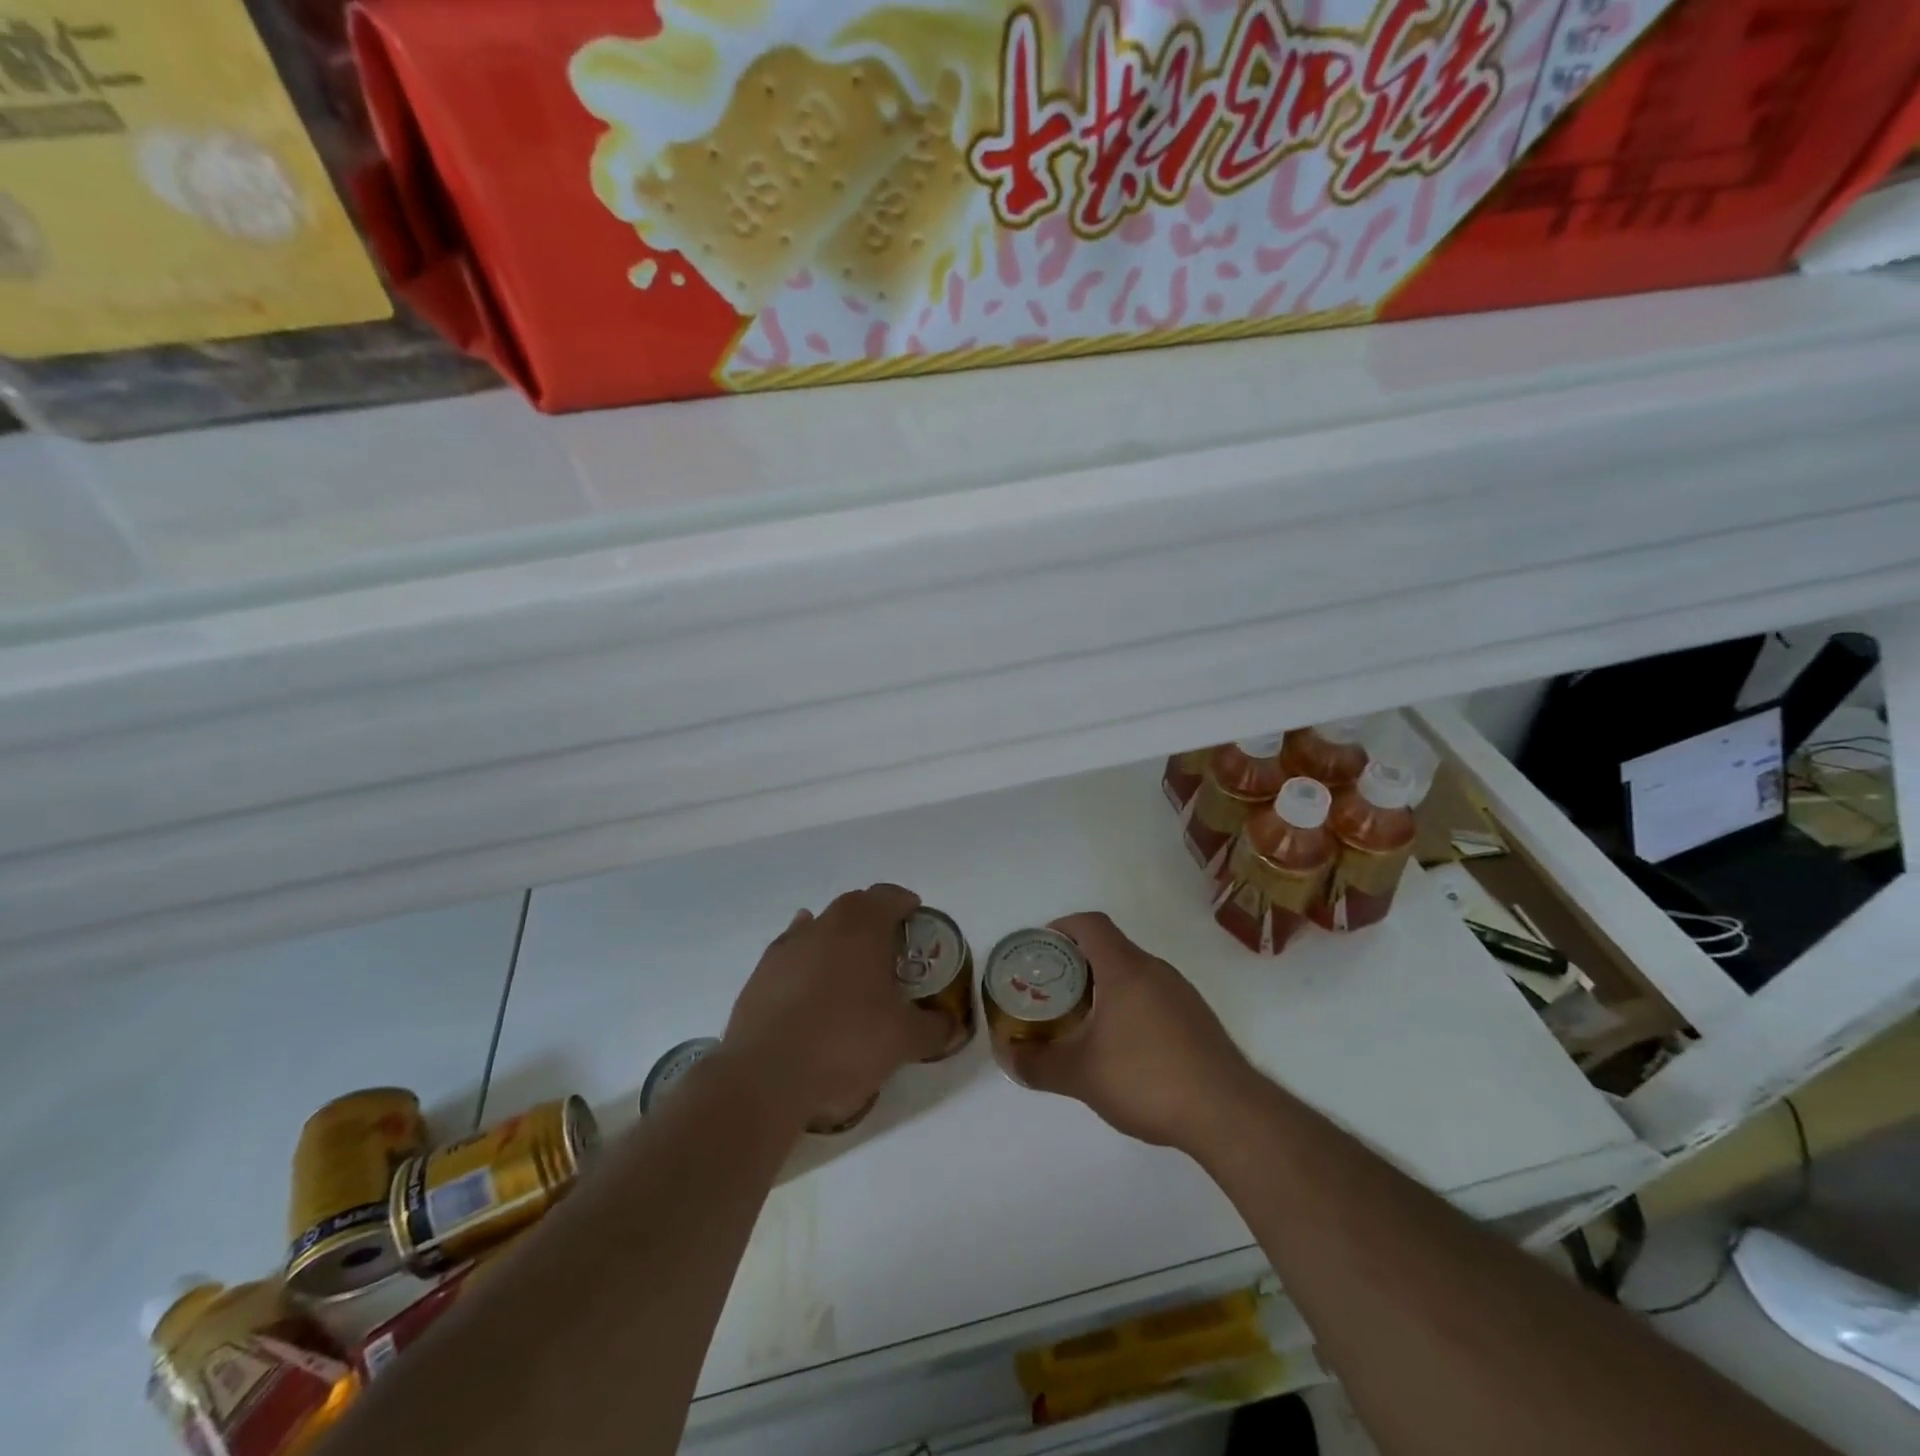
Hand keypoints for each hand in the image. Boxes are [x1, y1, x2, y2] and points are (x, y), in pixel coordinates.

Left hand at [722, 884, 948, 1131]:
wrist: (765, 1077)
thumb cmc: (844, 1044)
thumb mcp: (904, 1041)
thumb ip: (934, 1028)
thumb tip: (952, 1025)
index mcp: (861, 928)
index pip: (888, 896)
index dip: (906, 904)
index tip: (917, 921)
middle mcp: (823, 925)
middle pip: (854, 906)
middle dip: (874, 921)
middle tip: (891, 951)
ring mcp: (787, 947)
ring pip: (820, 927)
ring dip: (839, 940)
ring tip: (852, 971)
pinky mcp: (761, 974)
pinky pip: (792, 953)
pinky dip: (808, 961)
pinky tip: (813, 984)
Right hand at [1009, 912, 1259, 1151]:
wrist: (1228, 1114)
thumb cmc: (1148, 1079)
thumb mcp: (1081, 1076)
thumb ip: (1038, 1064)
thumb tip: (1007, 1056)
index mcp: (1126, 969)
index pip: (1091, 924)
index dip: (1062, 926)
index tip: (1042, 947)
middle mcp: (1156, 970)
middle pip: (1111, 947)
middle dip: (1078, 962)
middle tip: (1053, 989)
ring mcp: (1182, 993)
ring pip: (1134, 973)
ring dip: (1106, 985)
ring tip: (1083, 1019)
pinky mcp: (1198, 1019)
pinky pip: (1155, 995)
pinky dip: (1130, 1005)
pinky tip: (1124, 1046)